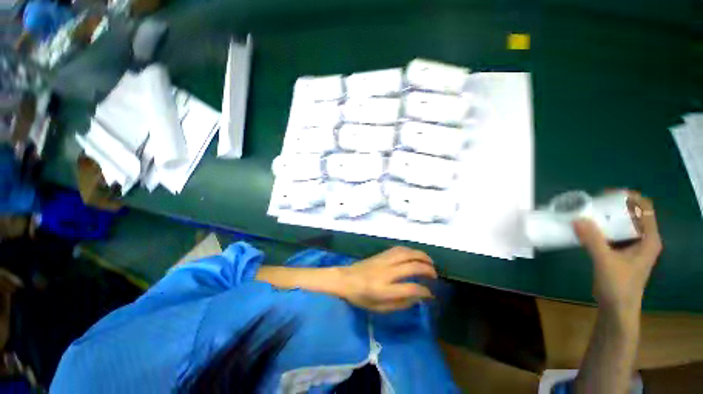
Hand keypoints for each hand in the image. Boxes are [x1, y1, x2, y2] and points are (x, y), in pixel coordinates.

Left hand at [339, 246, 436, 312]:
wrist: (345, 279)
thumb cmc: (360, 297)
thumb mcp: (379, 308)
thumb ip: (400, 304)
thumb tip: (417, 297)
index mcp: (383, 290)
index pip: (410, 288)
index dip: (424, 291)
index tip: (430, 294)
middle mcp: (386, 272)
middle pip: (412, 266)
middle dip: (427, 269)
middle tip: (434, 275)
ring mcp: (383, 260)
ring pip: (406, 253)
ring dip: (421, 256)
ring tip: (430, 262)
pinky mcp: (381, 254)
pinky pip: (399, 249)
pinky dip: (410, 250)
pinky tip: (415, 255)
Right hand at [573, 191, 661, 321]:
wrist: (617, 308)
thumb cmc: (618, 286)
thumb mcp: (606, 262)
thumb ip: (593, 240)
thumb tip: (577, 218)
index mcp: (649, 239)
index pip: (645, 209)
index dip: (629, 198)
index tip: (606, 194)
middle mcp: (643, 240)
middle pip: (633, 214)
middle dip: (614, 206)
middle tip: (592, 203)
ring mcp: (632, 247)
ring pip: (622, 224)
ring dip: (606, 216)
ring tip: (587, 213)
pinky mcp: (621, 252)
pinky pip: (613, 233)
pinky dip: (602, 227)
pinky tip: (588, 228)